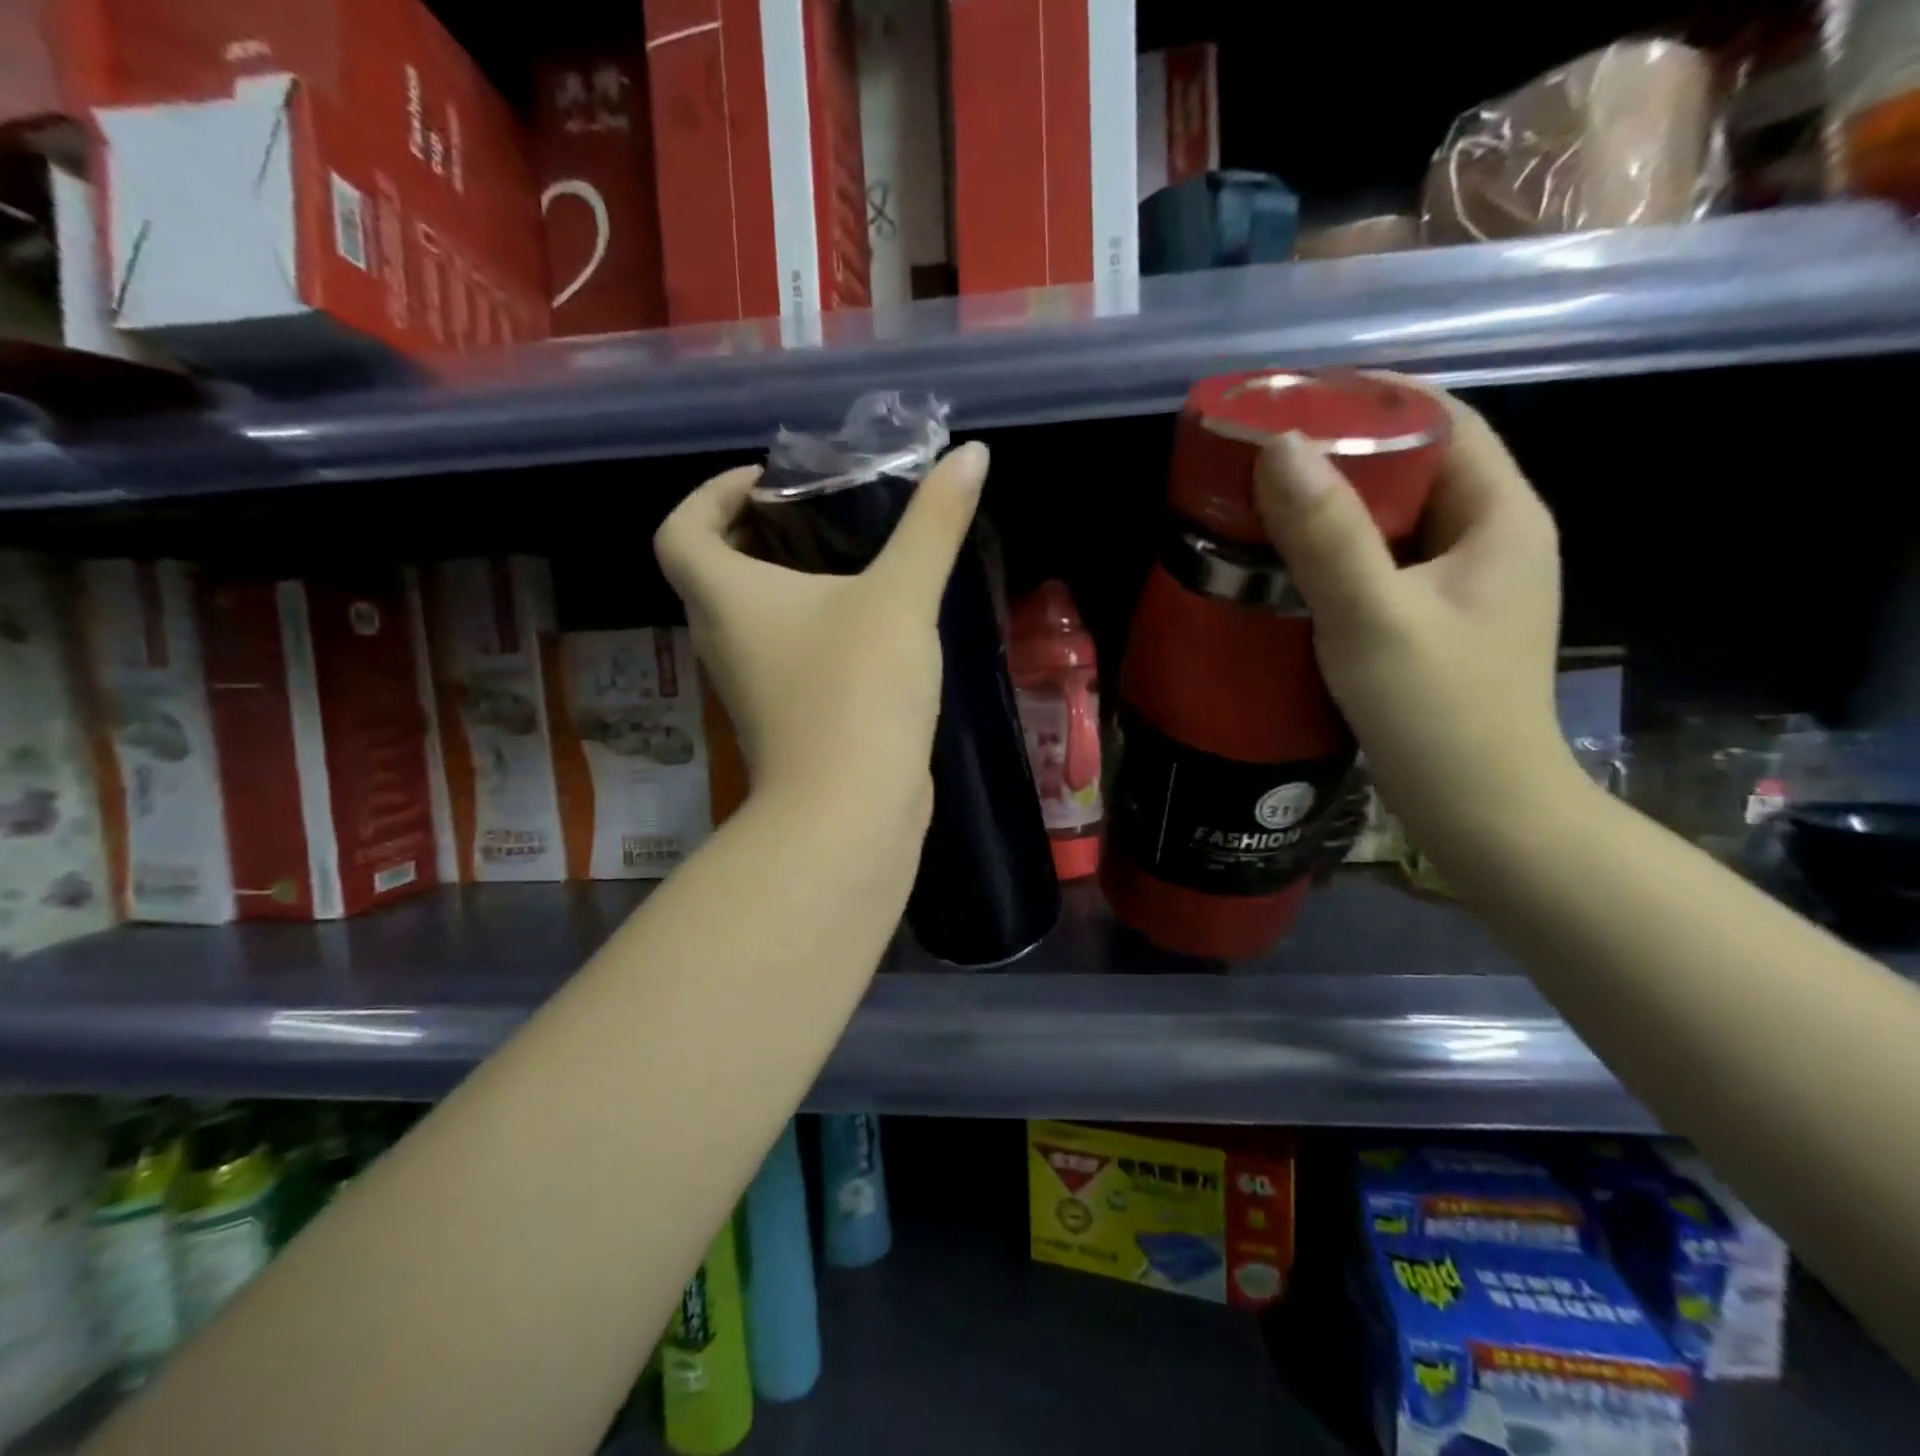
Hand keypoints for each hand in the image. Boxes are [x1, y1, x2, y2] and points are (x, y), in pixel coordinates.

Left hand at [654, 442, 989, 827]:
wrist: (850, 811)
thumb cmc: (857, 691)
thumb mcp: (901, 597)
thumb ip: (933, 524)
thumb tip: (972, 455)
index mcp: (726, 598)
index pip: (680, 530)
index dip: (710, 495)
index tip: (767, 483)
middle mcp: (723, 640)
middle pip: (712, 572)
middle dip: (755, 534)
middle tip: (815, 515)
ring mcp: (751, 687)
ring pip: (750, 619)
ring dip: (783, 585)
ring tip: (847, 563)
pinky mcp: (784, 721)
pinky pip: (782, 657)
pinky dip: (808, 632)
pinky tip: (866, 628)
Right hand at [1254, 385, 1574, 852]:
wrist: (1480, 812)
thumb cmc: (1437, 713)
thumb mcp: (1373, 619)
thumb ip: (1328, 535)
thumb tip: (1279, 446)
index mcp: (1500, 517)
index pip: (1444, 421)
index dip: (1372, 400)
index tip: (1296, 398)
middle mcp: (1491, 539)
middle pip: (1416, 467)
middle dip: (1341, 453)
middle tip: (1262, 456)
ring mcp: (1463, 585)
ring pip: (1395, 519)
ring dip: (1334, 505)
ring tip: (1263, 503)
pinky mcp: (1434, 622)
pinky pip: (1382, 563)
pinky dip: (1336, 551)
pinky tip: (1287, 566)